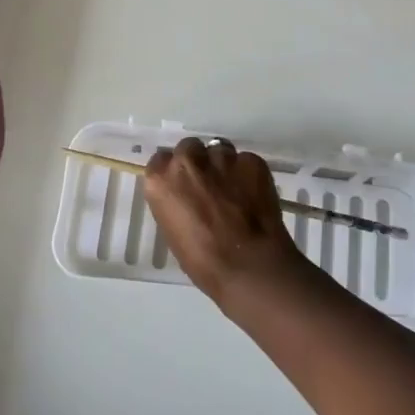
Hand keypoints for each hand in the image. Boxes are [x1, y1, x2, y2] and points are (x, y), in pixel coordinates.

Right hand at [145, 138, 304, 302]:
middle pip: (189, 148)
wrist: (249, 266)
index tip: (182, 186)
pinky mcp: (251, 161)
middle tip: (208, 185)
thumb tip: (186, 196)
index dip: (173, 173)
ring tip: (234, 189)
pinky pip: (246, 161)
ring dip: (222, 165)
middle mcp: (188, 160)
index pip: (161, 161)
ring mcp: (222, 157)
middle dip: (197, 162)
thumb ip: (175, 202)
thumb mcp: (173, 231)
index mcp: (161, 180)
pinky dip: (248, 174)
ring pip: (219, 150)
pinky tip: (254, 194)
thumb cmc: (203, 262)